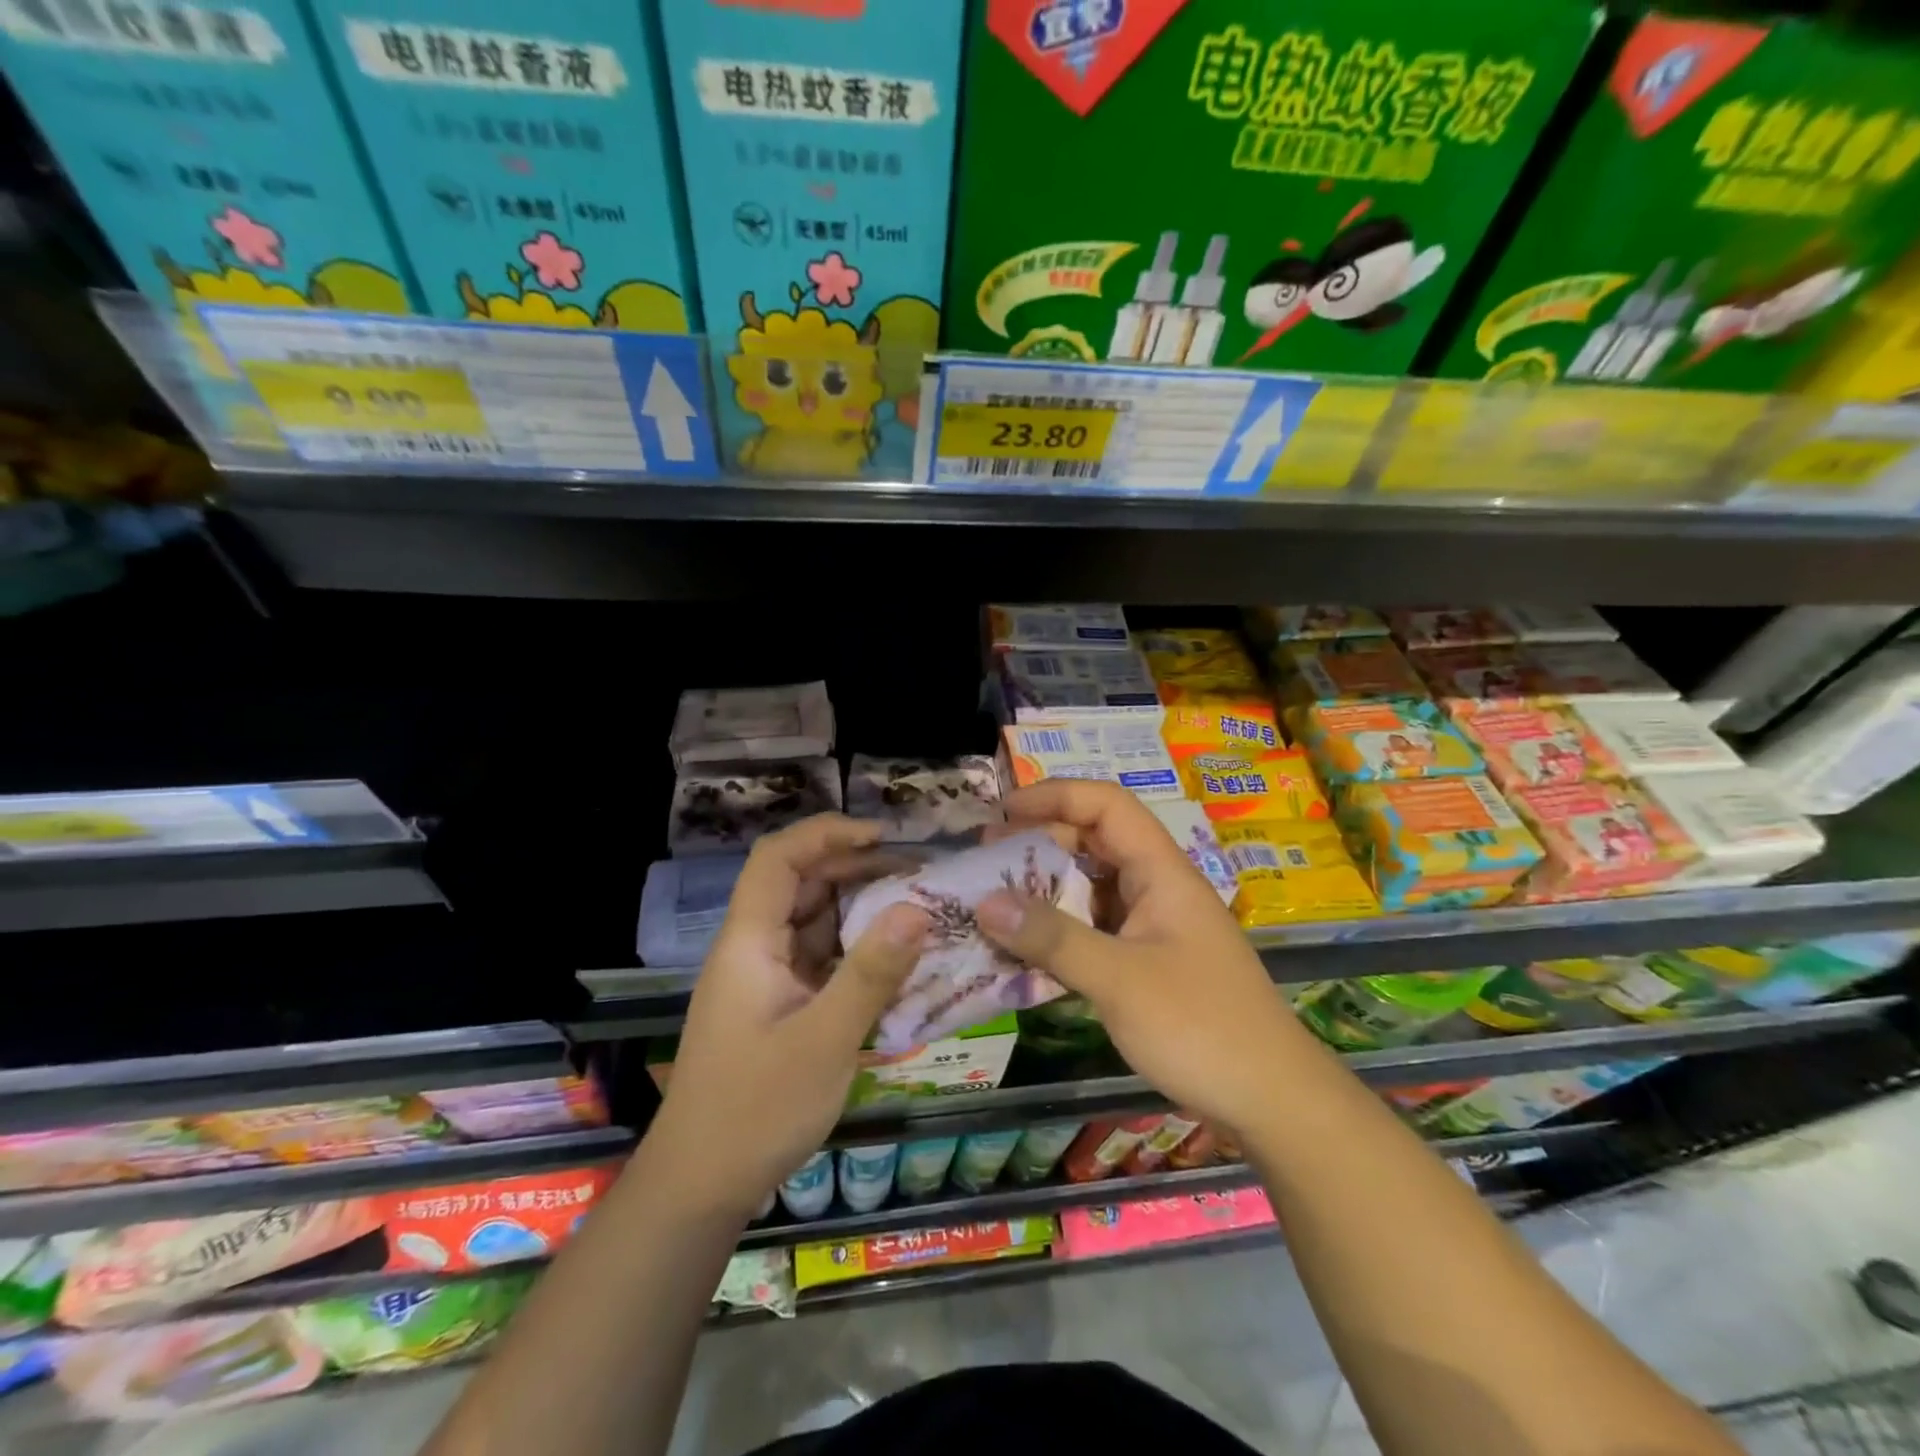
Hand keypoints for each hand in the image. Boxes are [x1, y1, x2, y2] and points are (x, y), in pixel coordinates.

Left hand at [646, 815, 929, 1218]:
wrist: (700, 1188)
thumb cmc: (755, 1110)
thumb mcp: (824, 1040)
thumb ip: (871, 973)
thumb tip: (918, 908)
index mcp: (749, 942)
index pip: (778, 858)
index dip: (827, 834)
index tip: (882, 836)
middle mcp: (755, 949)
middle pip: (801, 885)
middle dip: (856, 869)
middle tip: (917, 873)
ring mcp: (766, 979)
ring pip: (814, 922)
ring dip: (861, 910)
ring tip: (917, 906)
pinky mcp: (780, 1007)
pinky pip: (822, 960)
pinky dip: (857, 952)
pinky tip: (897, 959)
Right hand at [976, 781, 1310, 1129]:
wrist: (1273, 1101)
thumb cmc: (1201, 1027)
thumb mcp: (1119, 979)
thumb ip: (1051, 938)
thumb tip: (983, 902)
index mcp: (1161, 872)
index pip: (1107, 805)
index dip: (1055, 796)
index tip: (1003, 813)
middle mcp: (1158, 888)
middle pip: (1095, 842)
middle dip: (1040, 843)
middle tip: (987, 862)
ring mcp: (1154, 926)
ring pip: (1093, 888)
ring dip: (1046, 890)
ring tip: (995, 904)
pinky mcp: (1149, 962)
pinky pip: (1095, 929)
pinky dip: (1060, 931)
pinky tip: (1026, 952)